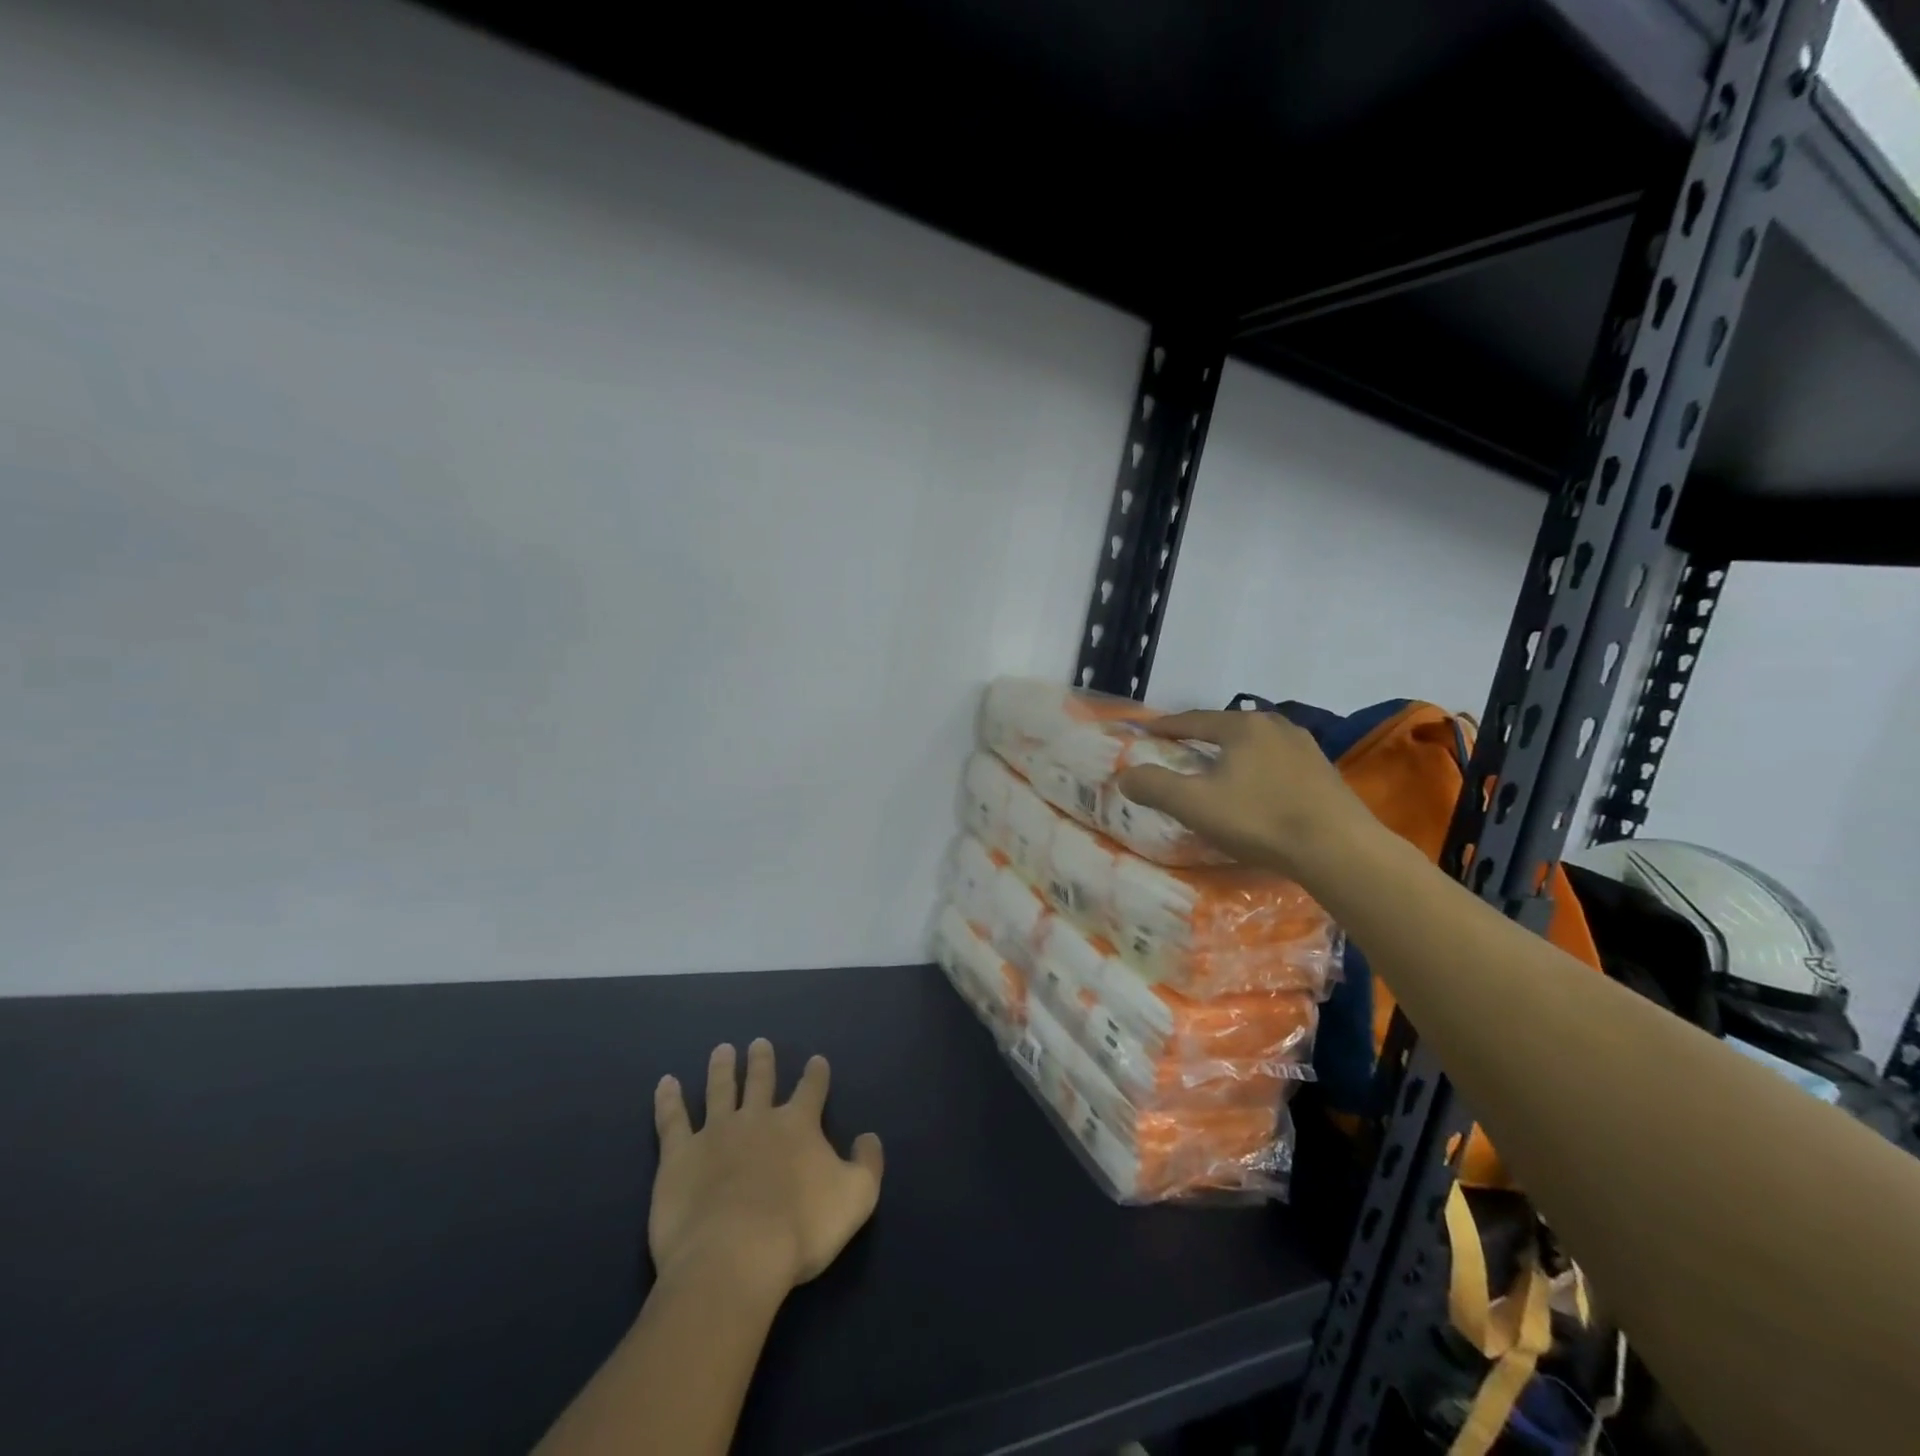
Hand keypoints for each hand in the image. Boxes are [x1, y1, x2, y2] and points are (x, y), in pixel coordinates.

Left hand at [649, 1040, 883, 1296]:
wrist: (735, 1257)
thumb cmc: (801, 1229)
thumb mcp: (857, 1197)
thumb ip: (868, 1164)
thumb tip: (868, 1138)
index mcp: (798, 1125)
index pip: (811, 1090)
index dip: (816, 1074)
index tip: (816, 1060)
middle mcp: (757, 1119)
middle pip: (761, 1081)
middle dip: (762, 1061)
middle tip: (759, 1043)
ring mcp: (715, 1134)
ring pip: (720, 1090)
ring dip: (722, 1068)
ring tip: (722, 1050)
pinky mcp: (679, 1157)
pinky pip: (672, 1120)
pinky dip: (668, 1100)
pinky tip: (666, 1083)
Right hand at [1115, 709, 1371, 878]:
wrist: (1339, 849)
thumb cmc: (1260, 820)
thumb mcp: (1194, 804)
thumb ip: (1154, 786)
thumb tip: (1125, 775)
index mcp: (1242, 726)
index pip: (1193, 719)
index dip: (1166, 726)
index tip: (1146, 731)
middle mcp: (1275, 725)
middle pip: (1226, 727)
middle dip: (1200, 737)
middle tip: (1178, 749)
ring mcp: (1305, 747)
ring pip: (1255, 743)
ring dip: (1232, 753)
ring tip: (1217, 767)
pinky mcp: (1324, 772)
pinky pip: (1277, 762)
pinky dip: (1257, 768)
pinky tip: (1256, 788)